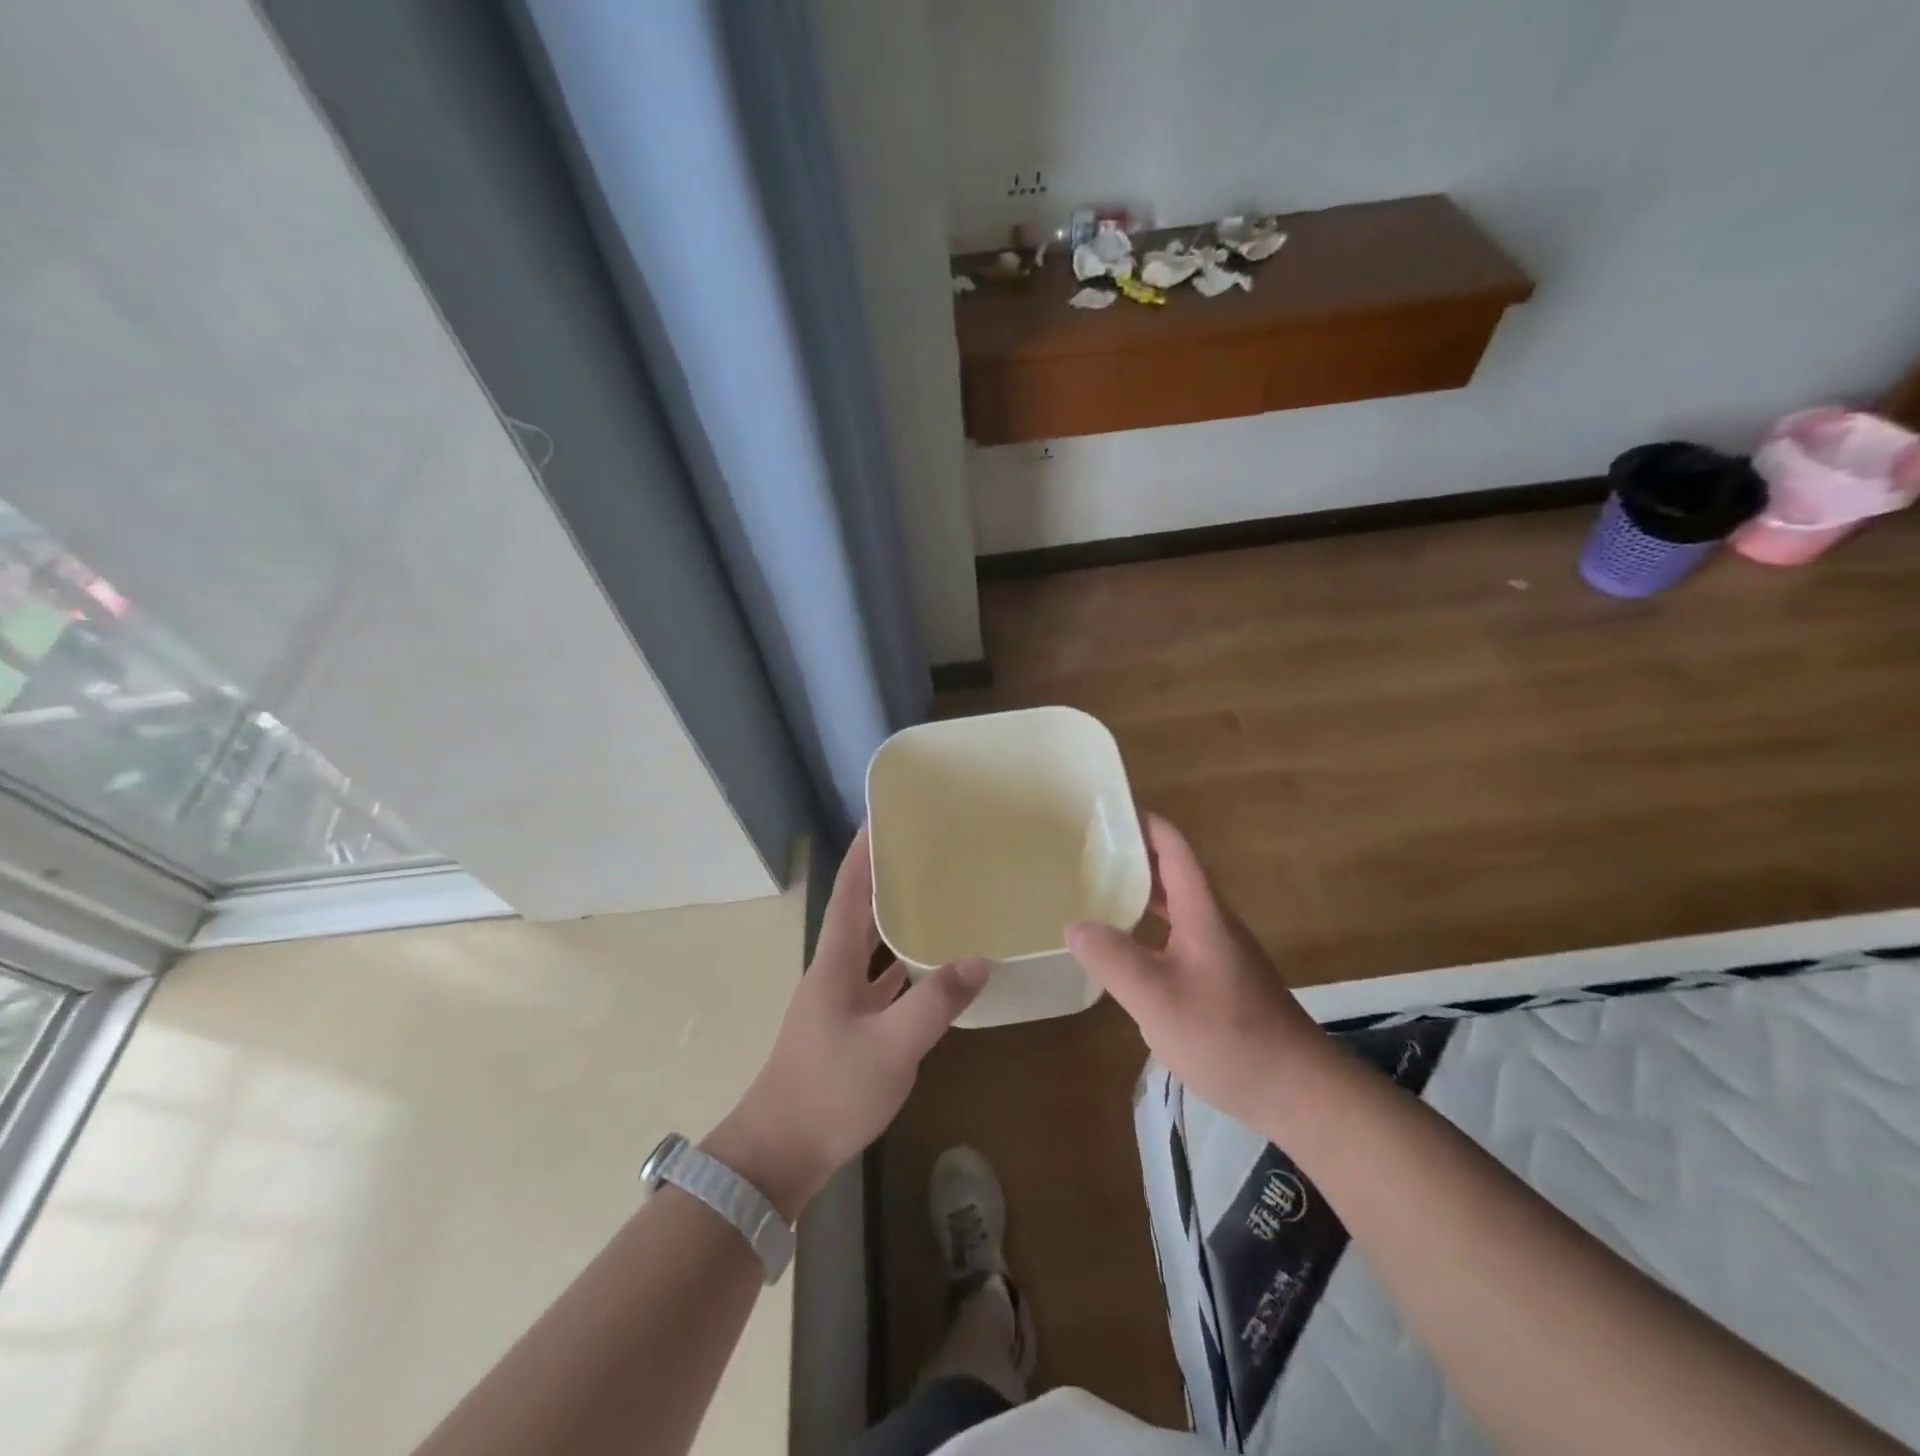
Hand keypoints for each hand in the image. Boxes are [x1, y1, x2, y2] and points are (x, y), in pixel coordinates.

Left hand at [707, 828, 987, 1220]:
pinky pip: (880, 982)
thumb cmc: (829, 1090)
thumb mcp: (891, 1046)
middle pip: (860, 912)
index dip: (863, 853)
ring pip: (871, 947)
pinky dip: (902, 966)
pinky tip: (931, 967)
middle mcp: (834, 972)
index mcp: (834, 962)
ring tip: (934, 897)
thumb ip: (935, 1002)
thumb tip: (980, 958)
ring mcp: (840, 1001)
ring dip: (895, 920)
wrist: (780, 1153)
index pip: (850, 892)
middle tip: (924, 851)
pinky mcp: (849, 1028)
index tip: (882, 818)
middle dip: (886, 878)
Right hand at [1067, 813, 1326, 1128]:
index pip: (1173, 848)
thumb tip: (1074, 925)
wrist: (1298, 1091)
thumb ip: (1113, 959)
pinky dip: (1147, 929)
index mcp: (1202, 912)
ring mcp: (1219, 952)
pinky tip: (1124, 952)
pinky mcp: (1220, 980)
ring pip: (1174, 907)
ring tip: (1094, 893)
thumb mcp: (1157, 998)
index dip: (1143, 822)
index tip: (1106, 809)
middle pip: (1171, 873)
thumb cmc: (1227, 1036)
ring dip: (1139, 893)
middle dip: (1132, 855)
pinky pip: (1176, 937)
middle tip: (1084, 852)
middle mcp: (1212, 923)